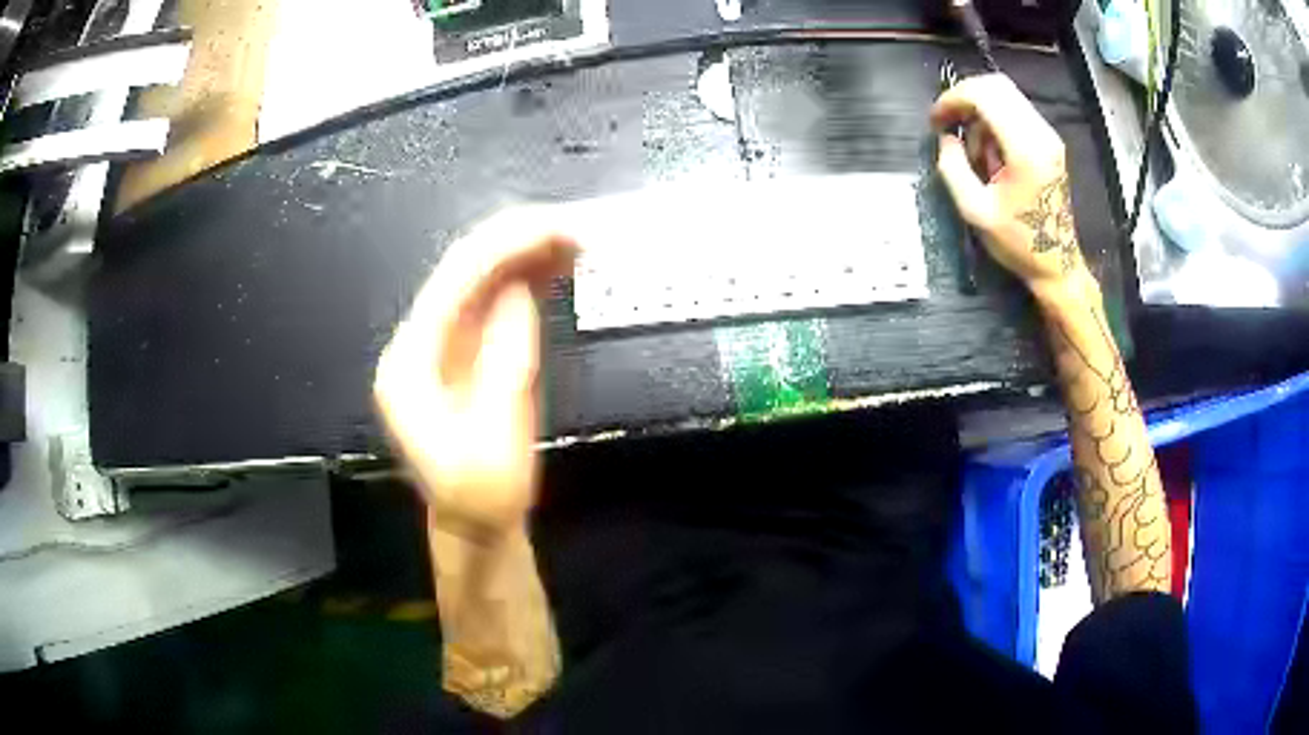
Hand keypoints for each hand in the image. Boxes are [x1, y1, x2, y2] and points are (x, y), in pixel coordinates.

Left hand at [374, 207, 577, 540]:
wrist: (476, 525)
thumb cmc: (483, 497)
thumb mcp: (495, 442)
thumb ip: (503, 364)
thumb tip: (518, 294)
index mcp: (412, 362)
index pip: (456, 281)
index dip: (507, 246)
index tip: (559, 228)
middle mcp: (419, 342)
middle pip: (466, 269)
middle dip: (521, 240)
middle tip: (577, 228)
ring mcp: (441, 344)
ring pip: (483, 279)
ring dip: (528, 253)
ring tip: (577, 239)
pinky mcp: (466, 351)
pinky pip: (495, 300)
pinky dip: (527, 279)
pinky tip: (557, 265)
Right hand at [932, 73, 1083, 292]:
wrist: (1057, 263)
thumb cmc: (1017, 242)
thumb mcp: (974, 211)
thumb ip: (952, 167)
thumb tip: (945, 138)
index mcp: (1025, 150)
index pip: (984, 95)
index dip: (953, 99)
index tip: (936, 121)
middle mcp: (1041, 134)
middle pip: (996, 86)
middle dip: (965, 98)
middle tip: (948, 124)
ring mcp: (1049, 136)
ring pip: (1005, 96)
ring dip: (980, 113)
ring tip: (973, 150)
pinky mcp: (1049, 141)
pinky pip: (1015, 111)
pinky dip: (994, 121)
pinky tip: (989, 151)